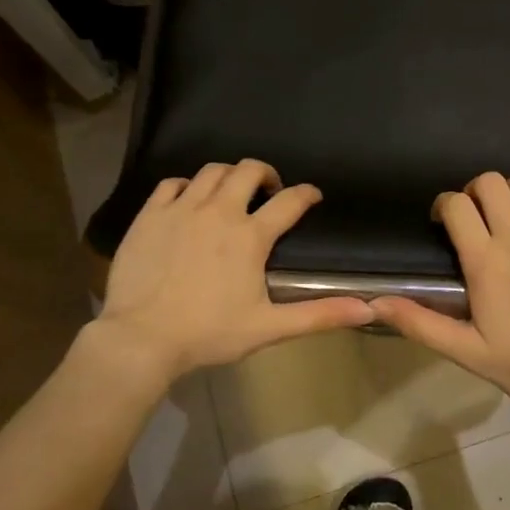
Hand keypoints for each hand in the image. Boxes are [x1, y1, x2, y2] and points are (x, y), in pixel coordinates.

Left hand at [89, 159, 371, 387]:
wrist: (142, 339)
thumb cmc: (209, 334)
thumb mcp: (270, 328)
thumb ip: (319, 315)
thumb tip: (367, 310)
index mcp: (250, 236)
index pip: (289, 202)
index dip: (306, 194)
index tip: (312, 196)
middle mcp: (219, 211)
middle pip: (249, 170)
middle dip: (265, 174)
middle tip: (268, 192)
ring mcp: (181, 209)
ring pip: (212, 171)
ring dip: (229, 176)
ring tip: (231, 194)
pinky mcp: (151, 215)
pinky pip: (172, 183)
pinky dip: (187, 185)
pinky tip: (189, 200)